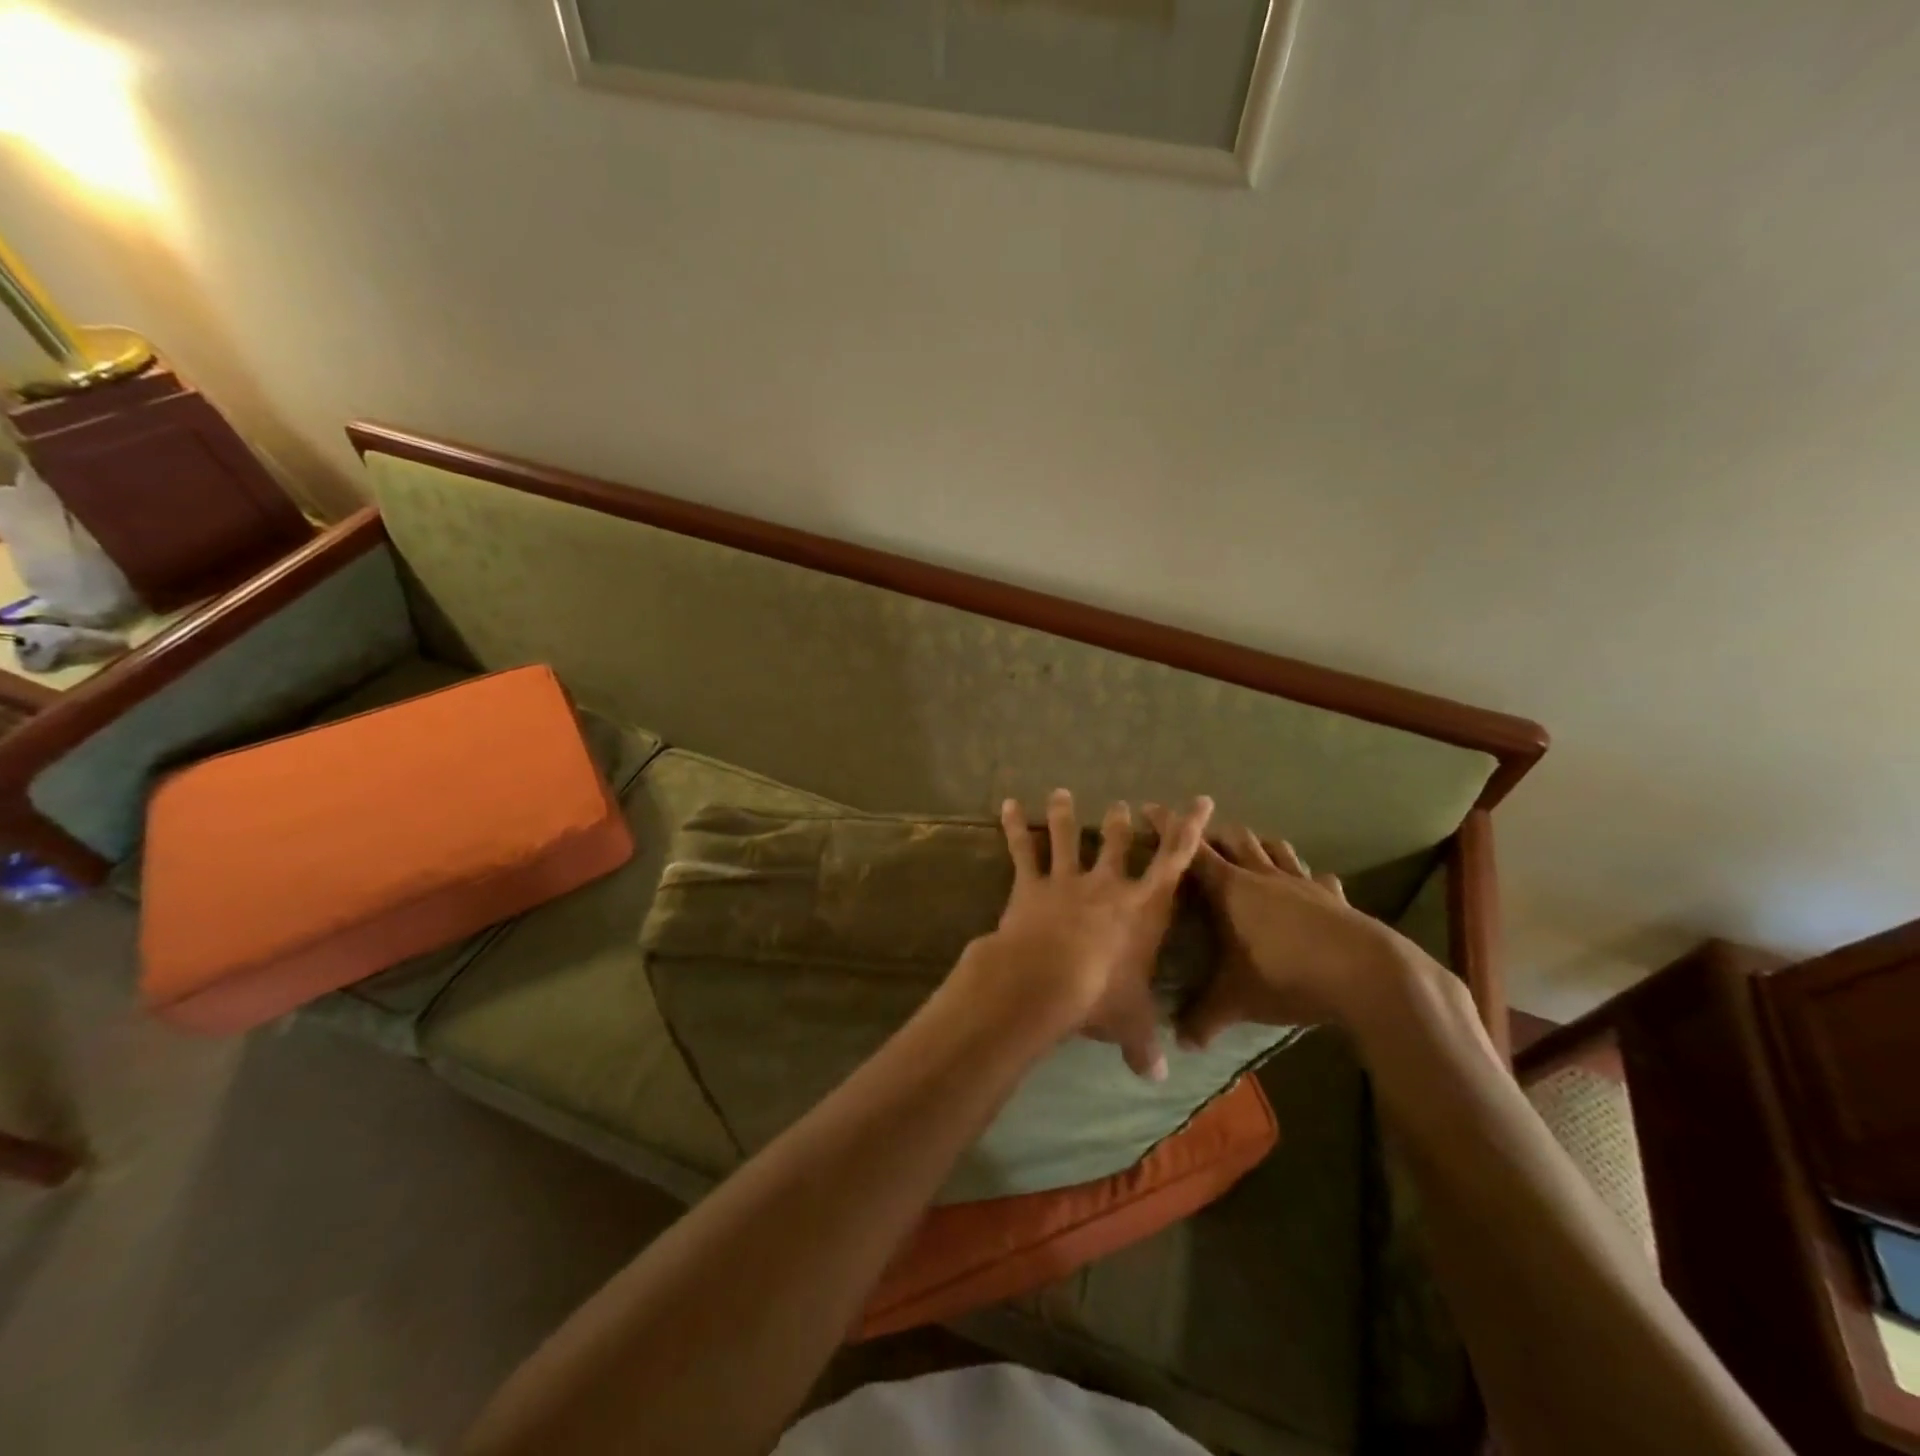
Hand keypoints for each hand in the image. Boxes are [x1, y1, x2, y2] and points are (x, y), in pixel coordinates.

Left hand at [958, 789, 1214, 1080]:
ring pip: (1068, 838)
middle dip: (1122, 823)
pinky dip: (1015, 826)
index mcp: (1144, 908)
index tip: (1200, 801)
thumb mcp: (1130, 1024)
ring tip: (1061, 793)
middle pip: (1118, 843)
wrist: (1046, 980)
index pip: (1175, 860)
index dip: (1189, 828)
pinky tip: (1008, 804)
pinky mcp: (1031, 885)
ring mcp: (1067, 880)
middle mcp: (1108, 885)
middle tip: (1122, 806)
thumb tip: (1160, 1078)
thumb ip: (1145, 1046)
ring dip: (1065, 814)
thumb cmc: (1100, 997)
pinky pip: (1023, 850)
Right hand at [1142, 811, 1411, 1046]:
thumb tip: (1178, 1041)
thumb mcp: (1236, 1000)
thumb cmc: (1286, 975)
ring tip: (1250, 850)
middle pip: (1235, 839)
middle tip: (1199, 840)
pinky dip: (1310, 878)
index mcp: (1231, 888)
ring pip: (1275, 848)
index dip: (1169, 828)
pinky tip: (1313, 886)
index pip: (1191, 851)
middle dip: (1214, 834)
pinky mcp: (1335, 898)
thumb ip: (1203, 1017)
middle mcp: (1263, 876)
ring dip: (1259, 845)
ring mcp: (1302, 883)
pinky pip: (1320, 879)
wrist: (1365, 974)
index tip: (1150, 809)